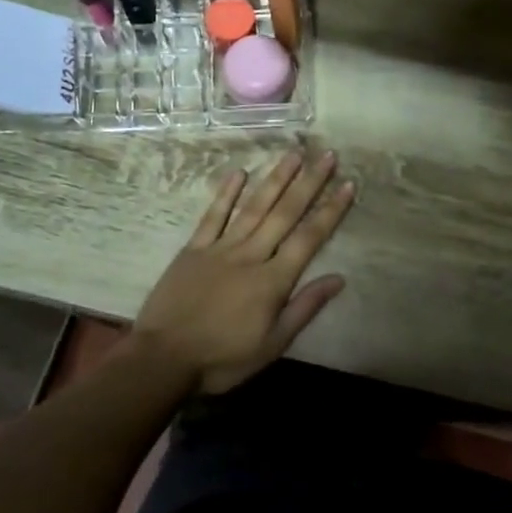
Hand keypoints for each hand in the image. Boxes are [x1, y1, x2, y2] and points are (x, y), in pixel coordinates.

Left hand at [133, 150, 356, 394]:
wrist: (163, 358)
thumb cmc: (223, 358)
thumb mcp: (272, 344)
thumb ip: (304, 308)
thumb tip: (338, 279)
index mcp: (273, 281)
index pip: (309, 238)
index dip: (330, 210)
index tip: (347, 184)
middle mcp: (251, 255)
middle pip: (285, 213)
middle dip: (309, 183)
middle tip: (327, 155)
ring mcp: (220, 248)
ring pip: (253, 206)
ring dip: (275, 179)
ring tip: (293, 154)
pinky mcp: (193, 249)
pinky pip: (213, 215)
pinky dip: (226, 193)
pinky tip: (239, 172)